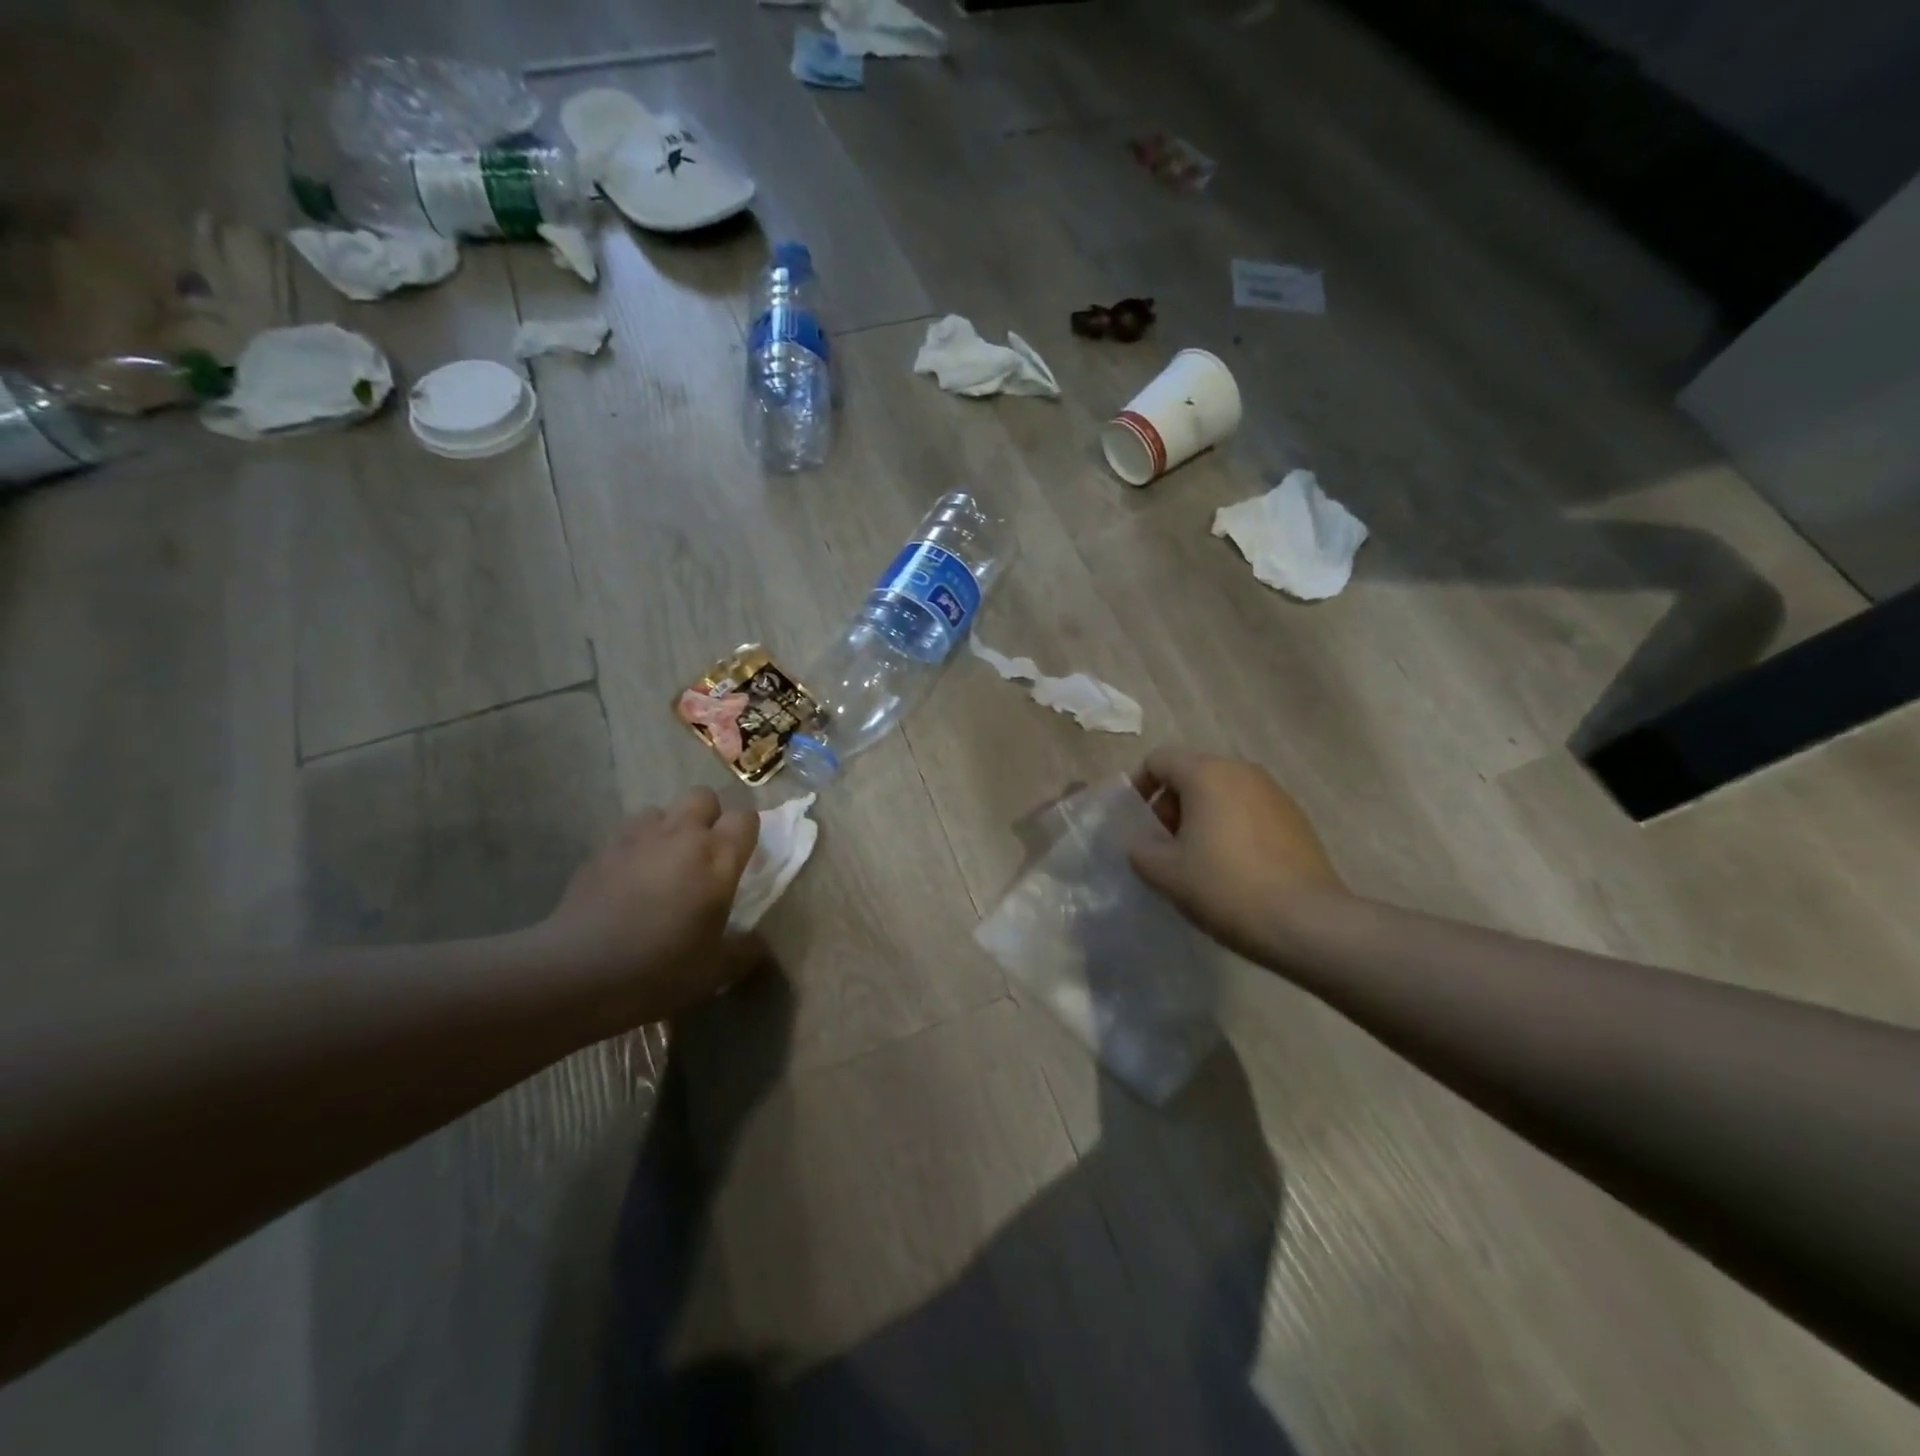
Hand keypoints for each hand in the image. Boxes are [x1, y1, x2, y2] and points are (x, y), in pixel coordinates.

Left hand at [544, 789, 763, 1020]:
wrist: (578, 973)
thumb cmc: (661, 969)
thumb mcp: (716, 970)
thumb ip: (744, 951)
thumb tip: (758, 945)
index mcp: (718, 858)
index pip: (746, 818)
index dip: (746, 833)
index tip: (742, 856)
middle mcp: (682, 835)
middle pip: (703, 796)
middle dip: (708, 816)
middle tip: (703, 854)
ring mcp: (637, 838)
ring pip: (660, 810)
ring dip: (667, 828)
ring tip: (662, 863)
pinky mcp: (601, 851)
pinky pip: (626, 835)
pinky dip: (634, 849)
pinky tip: (627, 881)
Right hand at [1129, 746, 1346, 964]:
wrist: (1307, 923)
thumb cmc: (1225, 887)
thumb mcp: (1166, 873)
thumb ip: (1141, 851)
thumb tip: (1143, 845)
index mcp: (1207, 774)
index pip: (1159, 760)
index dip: (1139, 786)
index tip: (1135, 822)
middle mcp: (1242, 772)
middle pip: (1192, 774)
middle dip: (1170, 805)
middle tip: (1163, 846)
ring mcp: (1274, 794)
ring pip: (1222, 793)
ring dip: (1201, 818)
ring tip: (1196, 860)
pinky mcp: (1296, 819)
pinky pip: (1249, 811)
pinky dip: (1230, 828)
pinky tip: (1231, 869)